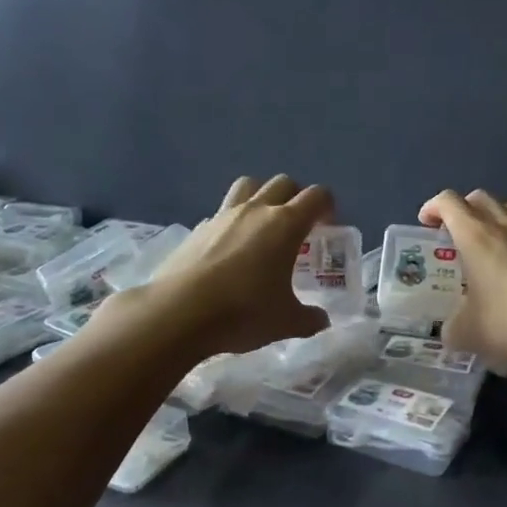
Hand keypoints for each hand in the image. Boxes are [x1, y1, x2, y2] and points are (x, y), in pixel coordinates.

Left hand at [140, 175, 332, 356]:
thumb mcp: (286, 323)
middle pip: (283, 183)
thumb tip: (321, 319)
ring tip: (263, 227)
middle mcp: (256, 210)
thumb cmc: (243, 312)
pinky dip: (232, 222)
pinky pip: (222, 212)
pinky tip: (230, 250)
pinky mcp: (198, 229)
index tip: (327, 227)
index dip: (327, 207)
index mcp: (285, 224)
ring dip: (261, 197)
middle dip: (296, 197)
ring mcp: (223, 215)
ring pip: (248, 186)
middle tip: (298, 227)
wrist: (179, 313)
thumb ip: (309, 318)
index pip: (317, 196)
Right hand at [417, 189, 506, 373]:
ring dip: (498, 217)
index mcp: (475, 236)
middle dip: (464, 209)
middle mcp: (506, 226)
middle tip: (456, 234)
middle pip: (481, 197)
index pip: (448, 202)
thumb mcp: (466, 334)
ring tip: (492, 243)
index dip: (433, 207)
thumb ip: (452, 326)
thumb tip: (451, 329)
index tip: (425, 224)